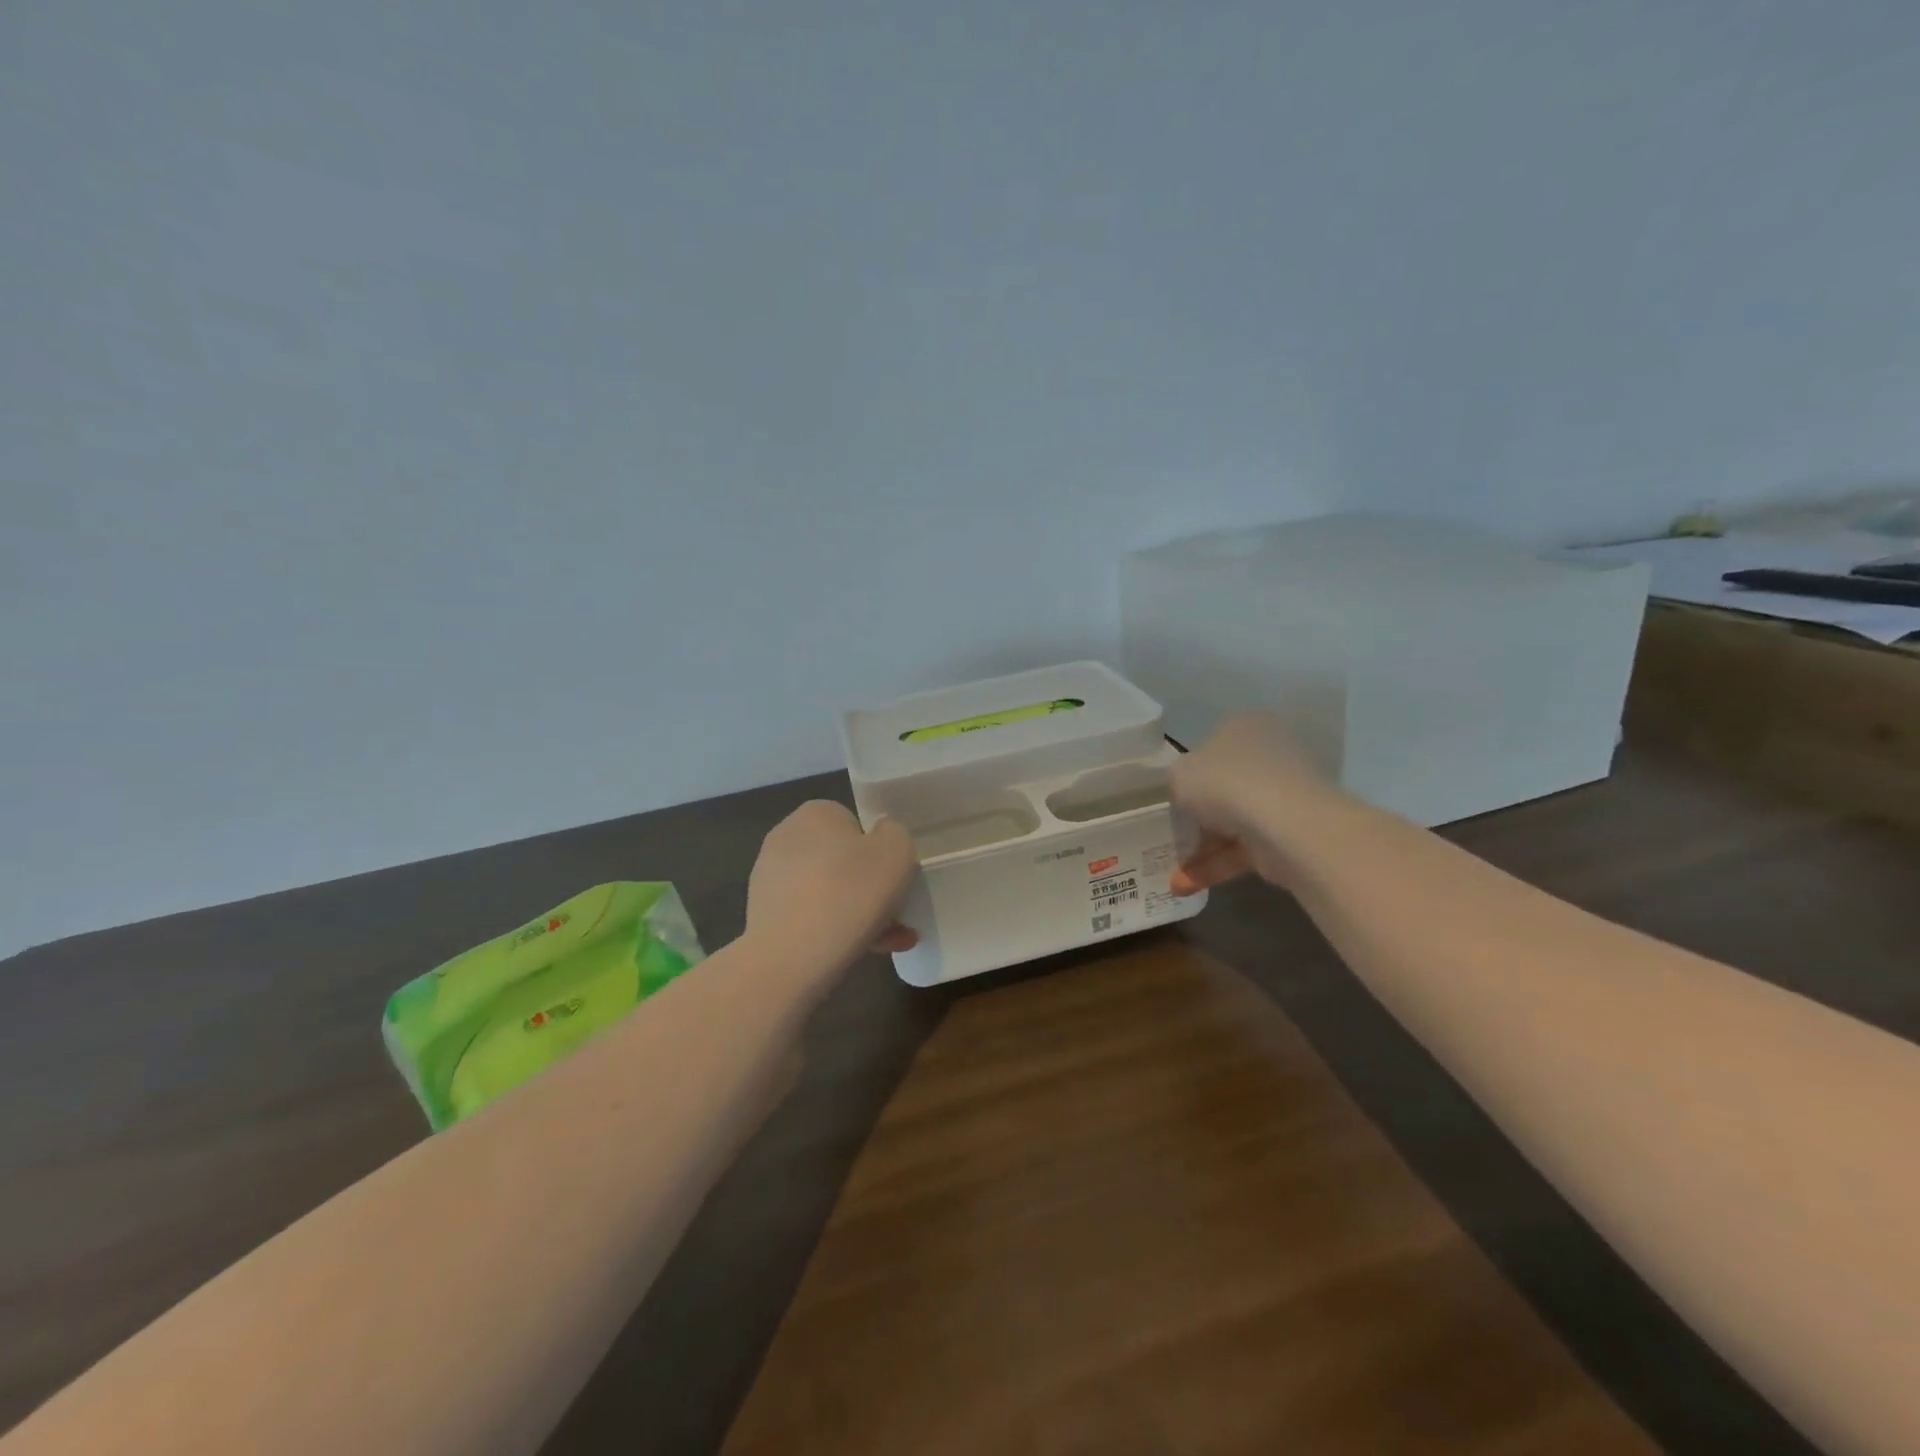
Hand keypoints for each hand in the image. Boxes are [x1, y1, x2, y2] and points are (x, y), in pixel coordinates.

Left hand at [745, 801, 918, 975]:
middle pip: (842, 860)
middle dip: (870, 887)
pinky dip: (835, 930)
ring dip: (858, 912)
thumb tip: (880, 837)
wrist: (792, 956)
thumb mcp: (897, 851)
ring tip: (889, 942)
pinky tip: (862, 952)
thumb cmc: (850, 892)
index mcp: (816, 813)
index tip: (892, 878)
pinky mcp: (763, 915)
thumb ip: (895, 834)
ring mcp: (770, 878)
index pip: (854, 824)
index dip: (878, 851)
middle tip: (895, 914)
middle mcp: (786, 837)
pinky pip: (810, 916)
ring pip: (828, 892)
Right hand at [1169, 713, 1338, 894]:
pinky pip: (1244, 848)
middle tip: (1171, 835)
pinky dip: (1216, 866)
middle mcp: (1268, 755)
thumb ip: (1178, 781)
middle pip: (1223, 786)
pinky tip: (1186, 885)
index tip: (1171, 797)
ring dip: (1201, 849)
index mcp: (1244, 727)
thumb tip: (1188, 793)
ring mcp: (1283, 796)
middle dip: (1196, 817)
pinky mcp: (1289, 834)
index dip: (1189, 772)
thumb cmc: (1225, 783)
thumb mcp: (1180, 774)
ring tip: (1172, 875)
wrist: (1286, 824)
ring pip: (1233, 822)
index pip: (1211, 746)